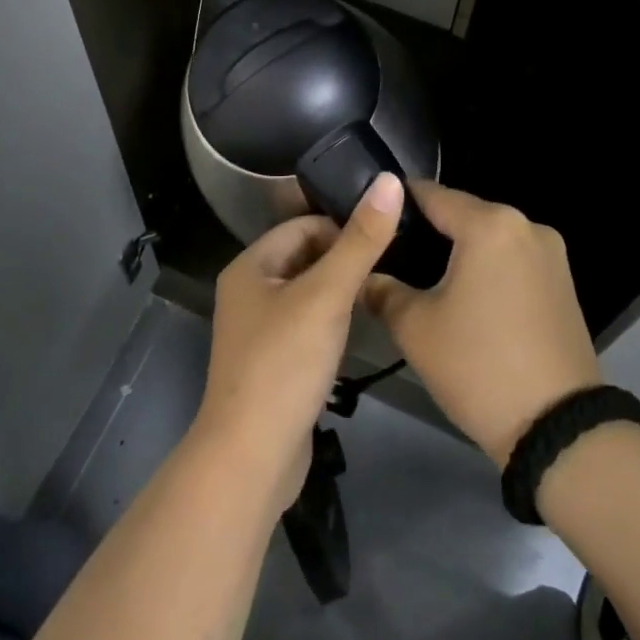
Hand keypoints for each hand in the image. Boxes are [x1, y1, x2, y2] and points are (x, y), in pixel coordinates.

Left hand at [192, 173, 402, 510]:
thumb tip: (389, 180)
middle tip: (390, 265)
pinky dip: (331, 321)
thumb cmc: (284, 364)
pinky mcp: (273, 363)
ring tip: (381, 293)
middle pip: (304, 257)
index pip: (302, 226)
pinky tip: (359, 330)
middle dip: (343, 258)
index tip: (384, 238)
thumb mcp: (327, 295)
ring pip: (308, 293)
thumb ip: (360, 240)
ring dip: (340, 291)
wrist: (251, 458)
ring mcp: (258, 331)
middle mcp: (248, 292)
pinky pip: (306, 325)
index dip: (342, 226)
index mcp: (250, 267)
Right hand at [363, 182, 600, 466]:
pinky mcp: (563, 282)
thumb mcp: (416, 329)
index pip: (431, 194)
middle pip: (463, 214)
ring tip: (422, 278)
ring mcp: (551, 253)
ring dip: (458, 252)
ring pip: (489, 238)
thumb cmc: (479, 367)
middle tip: (390, 255)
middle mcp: (526, 225)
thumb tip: (365, 276)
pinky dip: (486, 268)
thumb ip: (382, 291)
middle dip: (427, 230)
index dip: (395, 203)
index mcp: (490, 224)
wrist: (559, 431)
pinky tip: (464, 295)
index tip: (369, 218)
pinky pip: (512, 260)